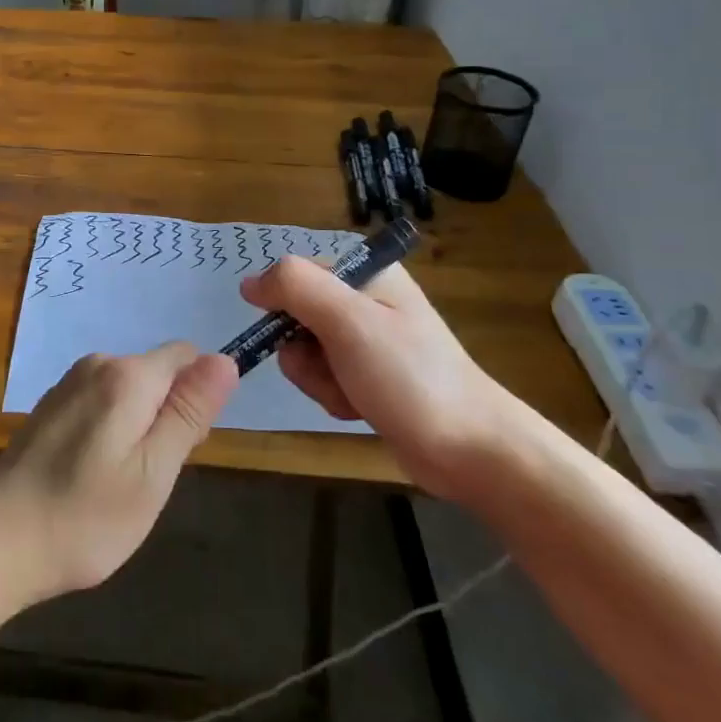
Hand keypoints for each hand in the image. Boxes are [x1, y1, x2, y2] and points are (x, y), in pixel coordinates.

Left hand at [0, 343, 237, 607]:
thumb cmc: (86, 516)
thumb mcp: (154, 472)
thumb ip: (189, 412)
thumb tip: (224, 359)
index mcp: (128, 376)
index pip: (186, 356)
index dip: (197, 398)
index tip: (183, 448)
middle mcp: (97, 364)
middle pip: (157, 373)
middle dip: (167, 415)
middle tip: (149, 476)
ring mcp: (69, 383)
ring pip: (130, 390)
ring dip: (139, 426)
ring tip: (118, 482)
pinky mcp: (51, 404)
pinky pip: (101, 401)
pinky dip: (110, 430)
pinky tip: (91, 474)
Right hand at [240, 257, 521, 498]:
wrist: (471, 449)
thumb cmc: (409, 376)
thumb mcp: (348, 321)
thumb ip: (296, 287)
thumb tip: (249, 283)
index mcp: (364, 272)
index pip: (293, 275)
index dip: (284, 308)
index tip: (303, 338)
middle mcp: (363, 298)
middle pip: (294, 316)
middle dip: (305, 352)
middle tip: (336, 369)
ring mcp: (366, 338)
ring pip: (304, 351)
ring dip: (319, 379)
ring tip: (353, 393)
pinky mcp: (368, 374)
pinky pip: (324, 376)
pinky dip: (333, 395)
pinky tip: (359, 408)